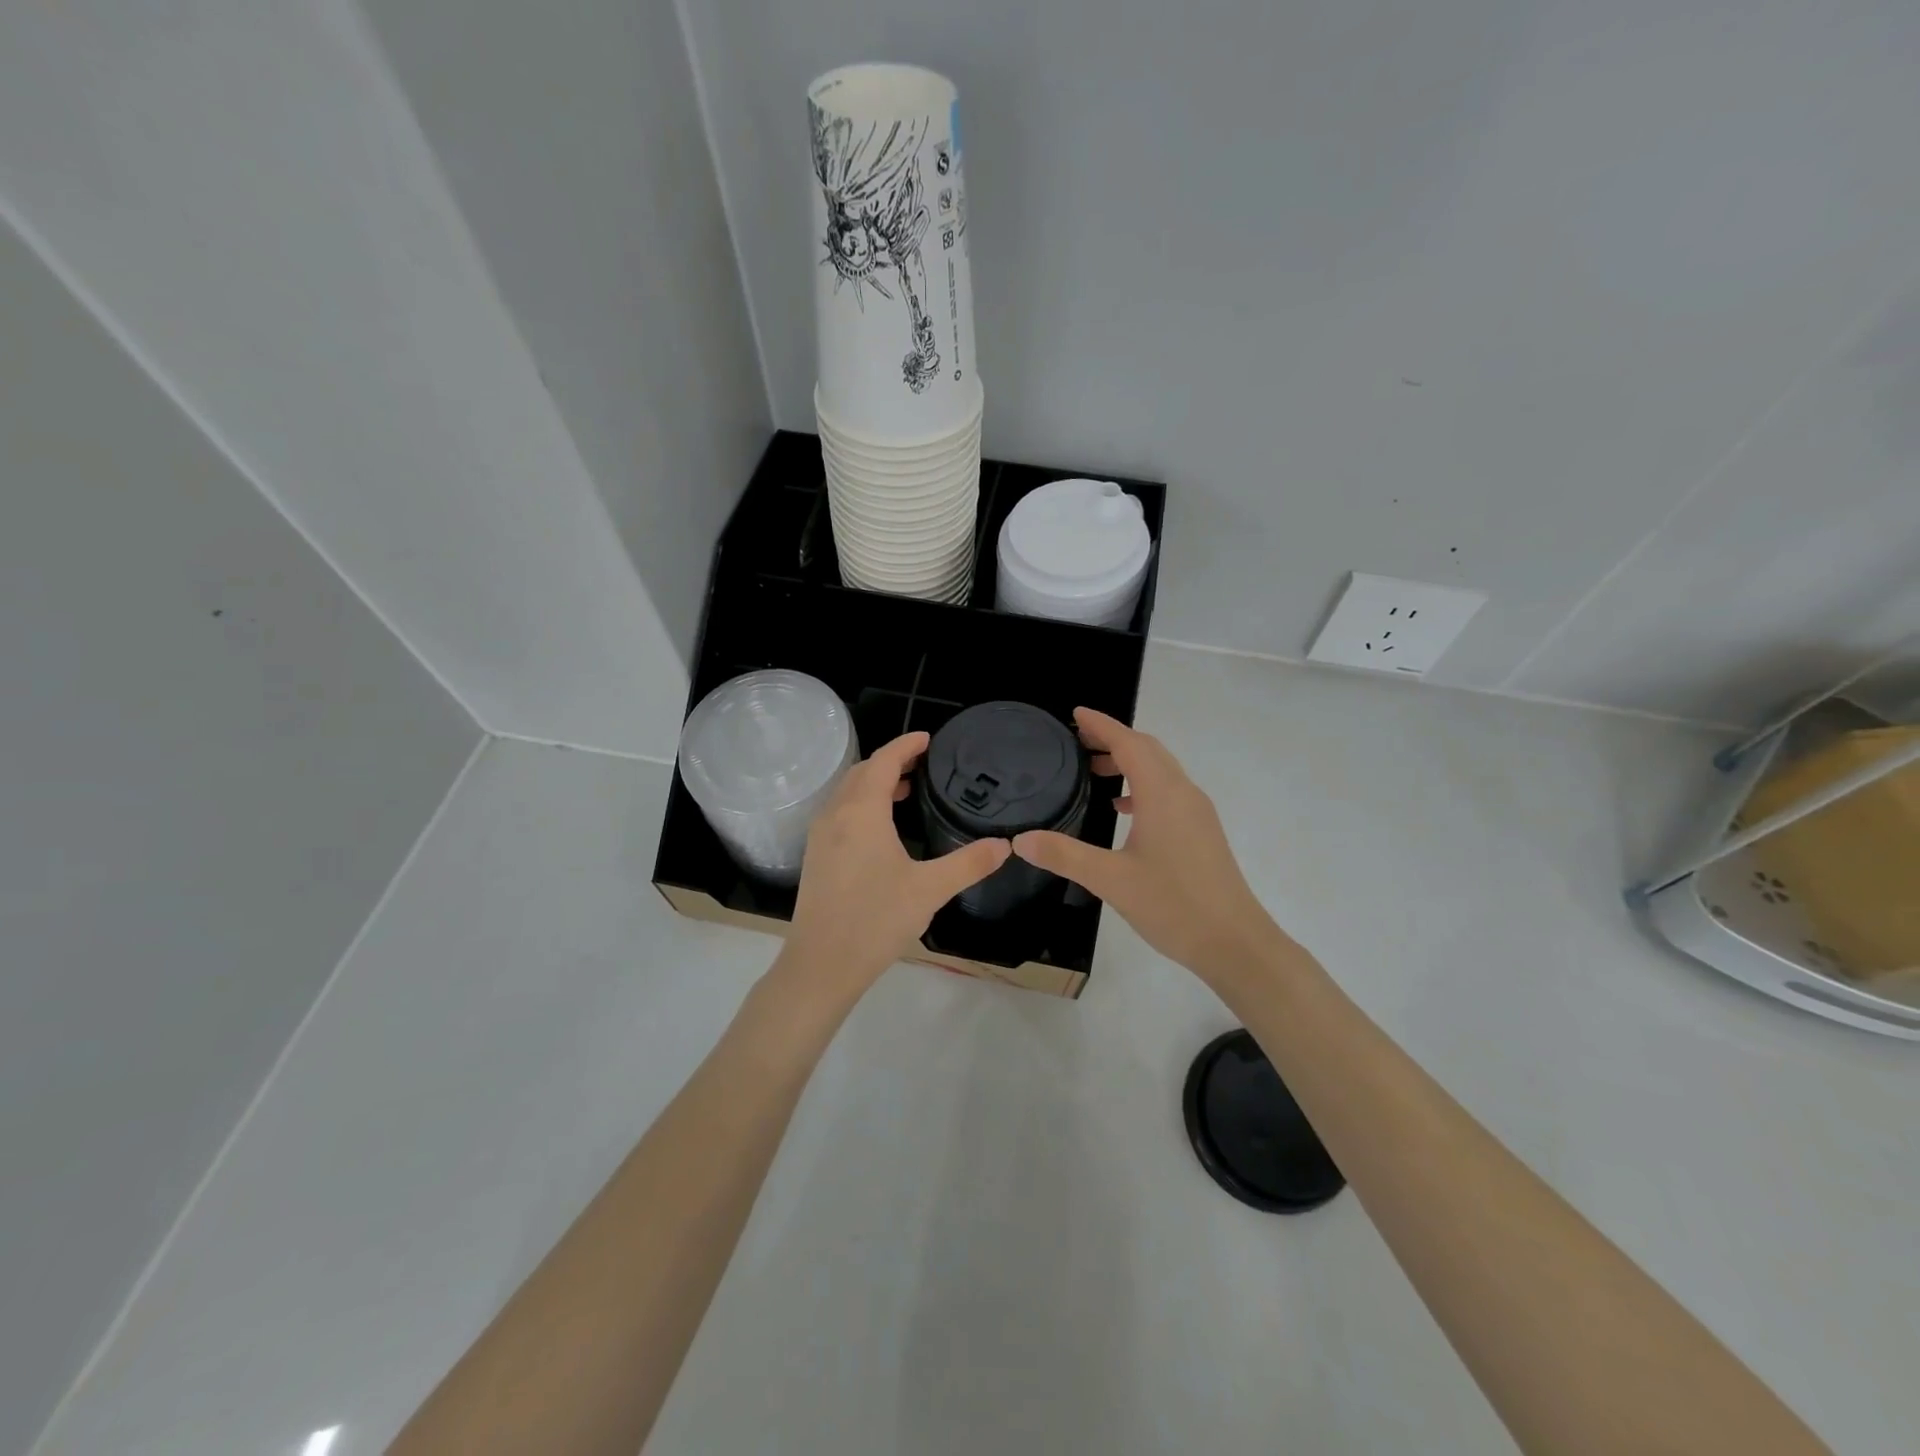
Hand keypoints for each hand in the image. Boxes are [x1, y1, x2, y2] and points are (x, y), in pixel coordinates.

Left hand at [782, 731, 1010, 998]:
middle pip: (862, 771)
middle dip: (891, 761)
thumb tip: (1005, 846)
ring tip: (905, 791)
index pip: (883, 761)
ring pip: (847, 792)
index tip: (929, 739)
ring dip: (874, 782)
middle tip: (922, 764)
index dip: (906, 745)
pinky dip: (861, 803)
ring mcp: (820, 835)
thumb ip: (969, 863)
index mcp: (861, 812)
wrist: (822, 964)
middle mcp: (835, 814)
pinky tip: (881, 829)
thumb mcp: (930, 889)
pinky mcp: (815, 856)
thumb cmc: (876, 920)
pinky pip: (839, 812)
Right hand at [1012, 708, 1284, 987]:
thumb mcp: (1111, 880)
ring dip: (1129, 762)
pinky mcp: (1202, 831)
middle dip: (1114, 739)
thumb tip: (1020, 840)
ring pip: (1161, 770)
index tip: (1076, 714)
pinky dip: (1142, 786)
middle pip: (1148, 750)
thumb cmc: (1174, 905)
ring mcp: (1197, 813)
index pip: (1129, 743)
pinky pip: (1169, 792)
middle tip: (1078, 741)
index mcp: (1163, 794)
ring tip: (1093, 772)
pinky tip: (1123, 809)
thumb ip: (1064, 855)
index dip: (1102, 725)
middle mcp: (1183, 793)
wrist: (1235, 943)